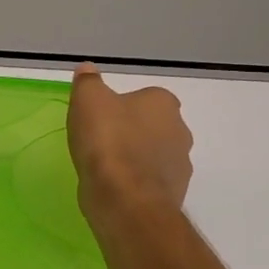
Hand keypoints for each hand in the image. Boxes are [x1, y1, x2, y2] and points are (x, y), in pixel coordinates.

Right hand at [67, 63, 193, 227]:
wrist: (125, 200)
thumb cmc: (107, 141)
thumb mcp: (87, 100)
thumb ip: (88, 81)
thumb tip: (87, 68)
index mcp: (163, 103)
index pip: (146, 97)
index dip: (122, 106)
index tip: (100, 117)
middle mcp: (180, 131)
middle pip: (153, 126)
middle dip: (132, 132)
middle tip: (100, 141)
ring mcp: (180, 165)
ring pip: (153, 155)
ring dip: (134, 159)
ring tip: (104, 167)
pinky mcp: (174, 194)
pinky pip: (150, 182)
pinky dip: (135, 183)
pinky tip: (113, 187)